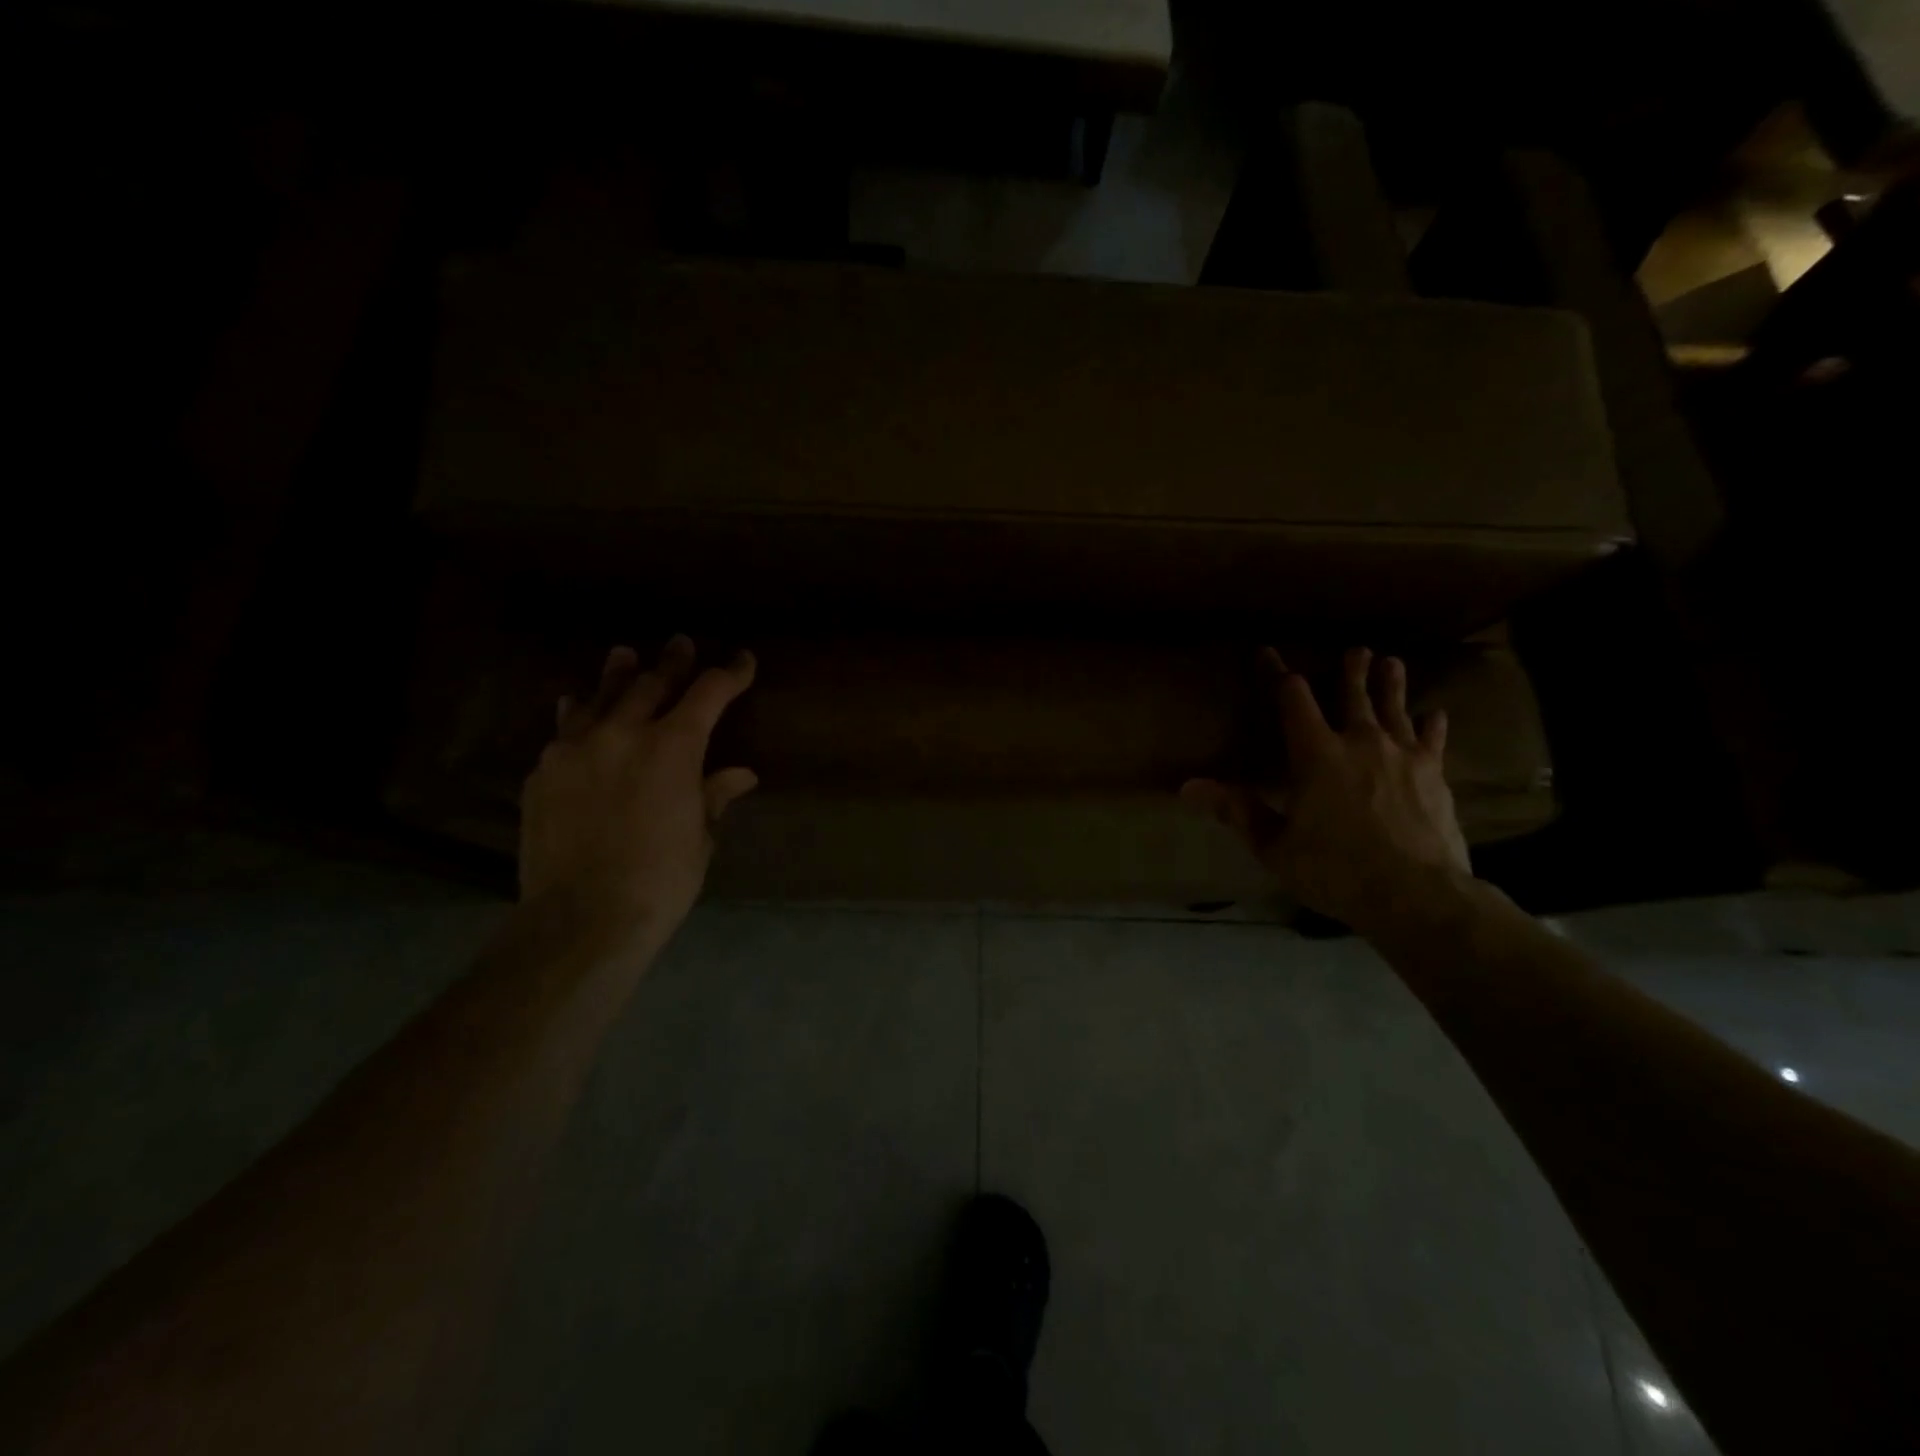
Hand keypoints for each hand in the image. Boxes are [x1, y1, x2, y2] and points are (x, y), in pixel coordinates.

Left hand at [520, 637, 757, 947]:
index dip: (730, 673)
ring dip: (618, 674)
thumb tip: (740, 774)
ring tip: (624, 655)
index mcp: (673, 747)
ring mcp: (575, 749)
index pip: (709, 693)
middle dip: (672, 663)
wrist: (581, 918)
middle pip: (651, 682)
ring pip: (600, 696)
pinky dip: (579, 713)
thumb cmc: (660, 880)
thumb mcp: (700, 837)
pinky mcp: (543, 772)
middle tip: (681, 644)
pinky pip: (564, 729)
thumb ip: (714, 795)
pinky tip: (578, 708)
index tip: (743, 661)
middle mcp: (623, 733)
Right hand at [1182, 647, 1471, 933]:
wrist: (1416, 895)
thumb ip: (1236, 811)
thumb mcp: (1274, 846)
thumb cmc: (1335, 870)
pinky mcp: (1435, 775)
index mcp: (1315, 754)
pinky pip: (1433, 740)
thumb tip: (1187, 786)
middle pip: (1353, 694)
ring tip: (1392, 662)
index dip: (1278, 673)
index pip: (1291, 699)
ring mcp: (1403, 756)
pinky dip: (1431, 724)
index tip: (1268, 653)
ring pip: (1395, 708)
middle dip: (1351, 670)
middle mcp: (1360, 742)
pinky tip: (1435, 714)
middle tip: (1357, 649)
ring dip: (1391, 684)